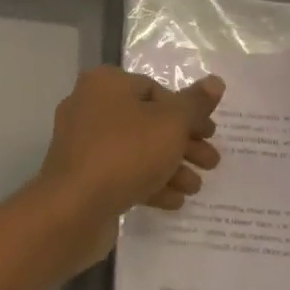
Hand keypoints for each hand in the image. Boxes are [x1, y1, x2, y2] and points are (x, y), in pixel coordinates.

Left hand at [32, 67, 223, 272]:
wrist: (73, 208)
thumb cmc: (126, 153)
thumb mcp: (171, 124)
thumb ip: (195, 104)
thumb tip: (215, 81)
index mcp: (105, 83)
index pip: (155, 90)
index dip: (187, 112)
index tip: (209, 134)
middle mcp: (89, 106)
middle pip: (147, 121)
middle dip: (183, 143)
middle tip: (211, 163)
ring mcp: (82, 143)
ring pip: (136, 150)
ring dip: (169, 167)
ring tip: (195, 187)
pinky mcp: (81, 175)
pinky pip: (121, 173)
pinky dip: (148, 183)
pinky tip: (173, 201)